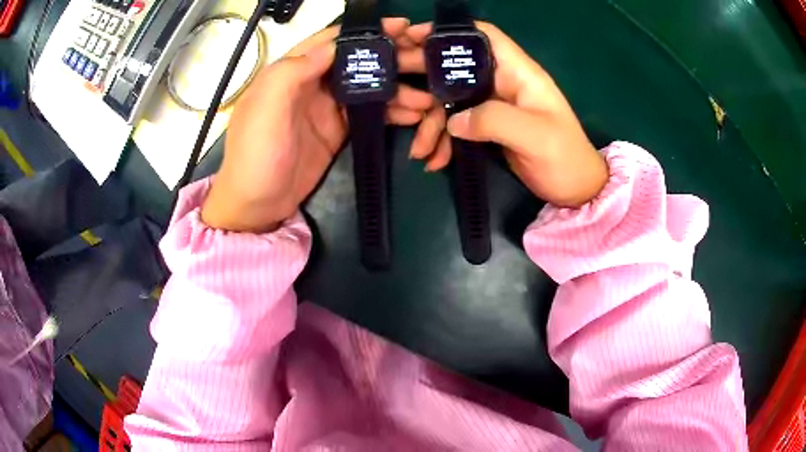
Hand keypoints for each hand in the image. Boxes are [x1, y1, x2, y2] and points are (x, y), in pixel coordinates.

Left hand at [202, 18, 436, 232]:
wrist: (257, 205)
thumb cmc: (255, 154)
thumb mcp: (265, 107)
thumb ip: (295, 70)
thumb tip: (333, 45)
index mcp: (292, 70)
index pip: (333, 40)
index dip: (365, 31)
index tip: (400, 26)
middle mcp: (312, 82)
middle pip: (357, 60)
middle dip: (391, 55)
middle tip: (426, 56)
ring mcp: (328, 107)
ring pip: (369, 85)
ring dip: (399, 87)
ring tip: (429, 95)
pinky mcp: (340, 130)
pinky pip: (371, 113)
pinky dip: (394, 111)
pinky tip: (415, 113)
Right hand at [406, 22, 608, 207]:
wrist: (574, 190)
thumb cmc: (564, 158)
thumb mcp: (535, 137)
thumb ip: (494, 121)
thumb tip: (453, 122)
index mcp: (518, 73)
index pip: (483, 36)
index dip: (449, 32)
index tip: (413, 37)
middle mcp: (501, 82)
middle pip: (456, 66)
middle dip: (423, 74)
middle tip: (393, 87)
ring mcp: (492, 105)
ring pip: (450, 99)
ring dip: (430, 122)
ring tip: (420, 149)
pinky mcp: (486, 127)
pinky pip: (456, 125)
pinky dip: (442, 140)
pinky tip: (434, 159)